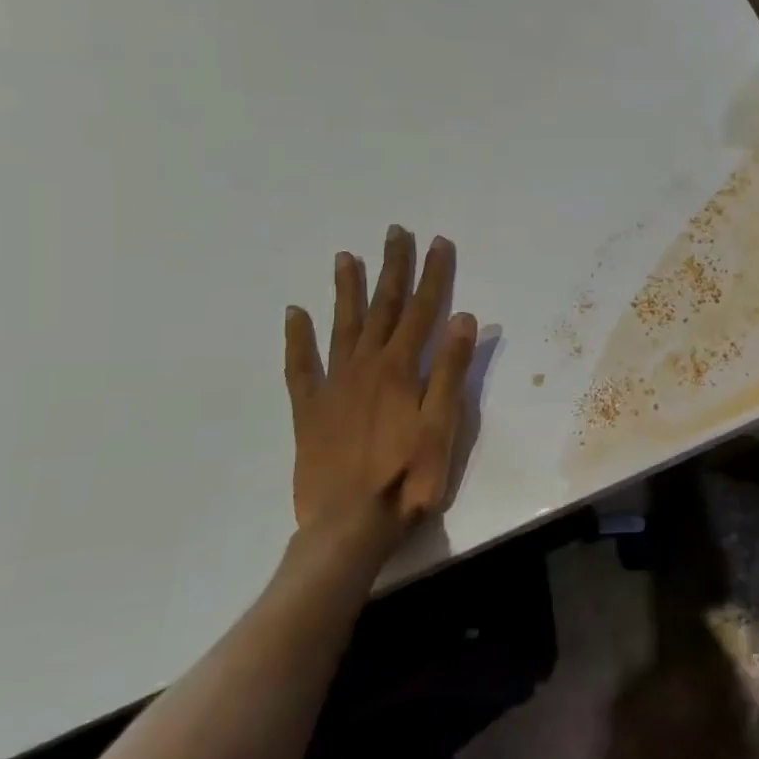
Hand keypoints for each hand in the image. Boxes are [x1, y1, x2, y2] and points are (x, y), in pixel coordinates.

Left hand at [283, 227, 477, 556]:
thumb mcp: (443, 426)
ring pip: (341, 326)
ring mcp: (333, 386)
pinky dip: (297, 338)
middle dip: (392, 268)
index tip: (439, 242)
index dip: (434, 274)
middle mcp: (365, 366)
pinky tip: (294, 314)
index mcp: (401, 369)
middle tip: (395, 232)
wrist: (349, 526)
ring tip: (346, 257)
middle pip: (383, 308)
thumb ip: (451, 371)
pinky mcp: (309, 411)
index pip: (424, 310)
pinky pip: (300, 366)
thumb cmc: (409, 477)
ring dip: (346, 290)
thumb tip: (463, 318)